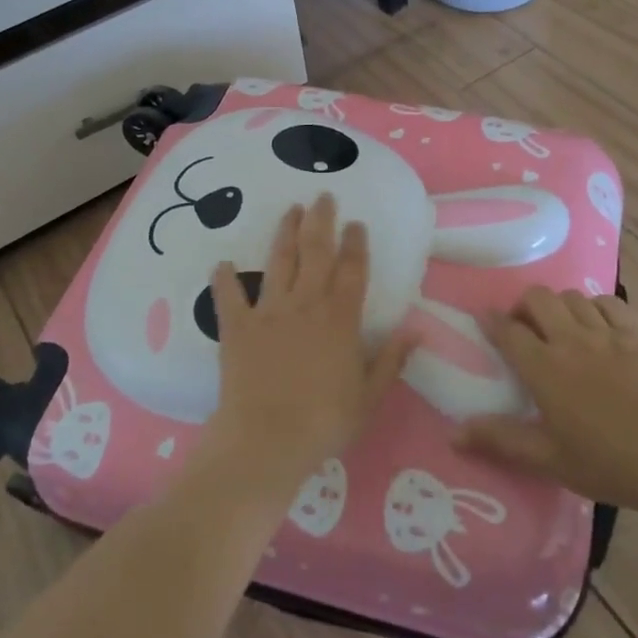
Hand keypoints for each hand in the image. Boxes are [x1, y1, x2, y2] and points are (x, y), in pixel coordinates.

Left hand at [201, 195, 413, 495]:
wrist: (266, 440)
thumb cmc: (324, 422)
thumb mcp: (369, 396)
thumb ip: (391, 359)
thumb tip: (416, 329)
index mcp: (340, 318)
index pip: (353, 270)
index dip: (356, 244)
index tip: (357, 223)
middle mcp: (306, 304)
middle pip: (316, 252)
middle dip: (321, 221)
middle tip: (323, 196)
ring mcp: (269, 312)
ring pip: (278, 262)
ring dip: (285, 233)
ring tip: (290, 210)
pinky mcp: (237, 327)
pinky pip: (228, 297)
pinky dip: (224, 280)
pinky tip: (221, 264)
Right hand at [455, 287, 637, 510]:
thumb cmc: (602, 461)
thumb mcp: (545, 458)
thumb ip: (499, 440)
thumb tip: (452, 434)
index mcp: (544, 367)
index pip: (508, 331)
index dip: (492, 321)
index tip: (484, 320)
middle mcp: (571, 340)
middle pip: (538, 298)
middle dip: (524, 306)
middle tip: (524, 327)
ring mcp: (607, 334)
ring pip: (573, 297)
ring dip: (559, 306)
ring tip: (559, 326)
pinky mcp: (637, 336)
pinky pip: (610, 303)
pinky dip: (597, 306)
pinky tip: (596, 323)